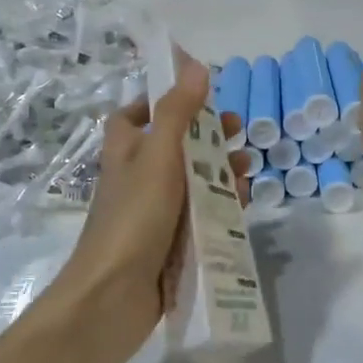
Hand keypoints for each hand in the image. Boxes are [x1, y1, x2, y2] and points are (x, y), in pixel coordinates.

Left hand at [55, 55, 249, 362]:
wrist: (113, 297)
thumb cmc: (133, 217)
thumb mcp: (157, 157)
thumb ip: (177, 113)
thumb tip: (194, 65)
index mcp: (125, 152)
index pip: (133, 116)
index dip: (160, 103)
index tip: (195, 97)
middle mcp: (138, 179)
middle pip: (174, 147)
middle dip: (208, 137)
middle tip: (239, 130)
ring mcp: (154, 213)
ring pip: (192, 182)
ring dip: (222, 170)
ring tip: (249, 167)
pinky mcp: (171, 243)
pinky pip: (201, 215)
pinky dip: (222, 205)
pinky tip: (245, 202)